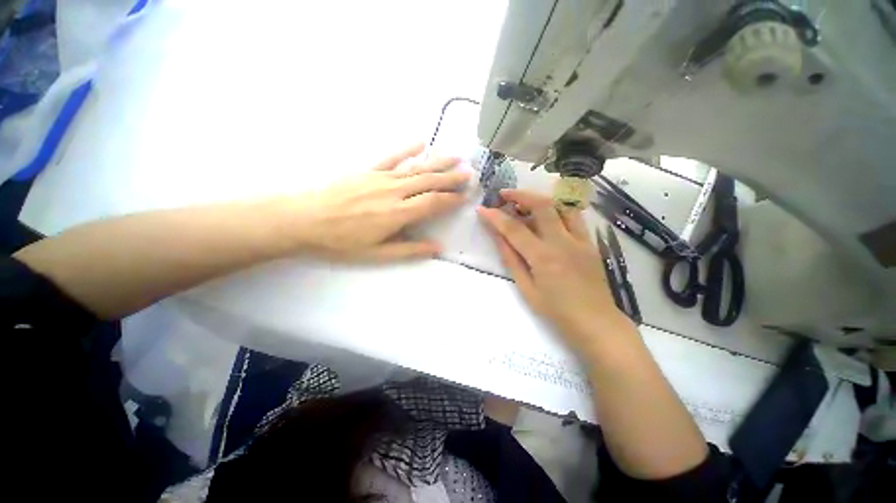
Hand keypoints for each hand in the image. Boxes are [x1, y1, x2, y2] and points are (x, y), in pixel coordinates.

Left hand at [291, 143, 469, 261]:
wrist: (303, 219)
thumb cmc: (341, 242)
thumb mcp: (377, 254)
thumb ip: (409, 250)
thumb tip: (437, 248)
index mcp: (397, 214)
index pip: (432, 203)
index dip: (450, 199)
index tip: (465, 196)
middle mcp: (394, 192)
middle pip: (428, 181)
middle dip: (451, 178)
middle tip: (469, 173)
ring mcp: (381, 177)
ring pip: (416, 168)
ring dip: (437, 162)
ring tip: (456, 157)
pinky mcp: (368, 169)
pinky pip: (391, 157)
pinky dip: (407, 149)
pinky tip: (420, 141)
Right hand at [478, 189, 633, 352]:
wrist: (596, 323)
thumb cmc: (556, 311)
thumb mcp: (526, 289)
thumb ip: (511, 260)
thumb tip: (498, 237)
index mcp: (543, 257)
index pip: (514, 229)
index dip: (495, 217)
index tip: (482, 209)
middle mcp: (563, 242)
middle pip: (542, 206)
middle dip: (520, 195)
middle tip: (504, 195)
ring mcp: (580, 239)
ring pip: (561, 206)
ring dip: (540, 199)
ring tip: (525, 202)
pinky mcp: (590, 242)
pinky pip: (574, 217)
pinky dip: (557, 210)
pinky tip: (547, 216)